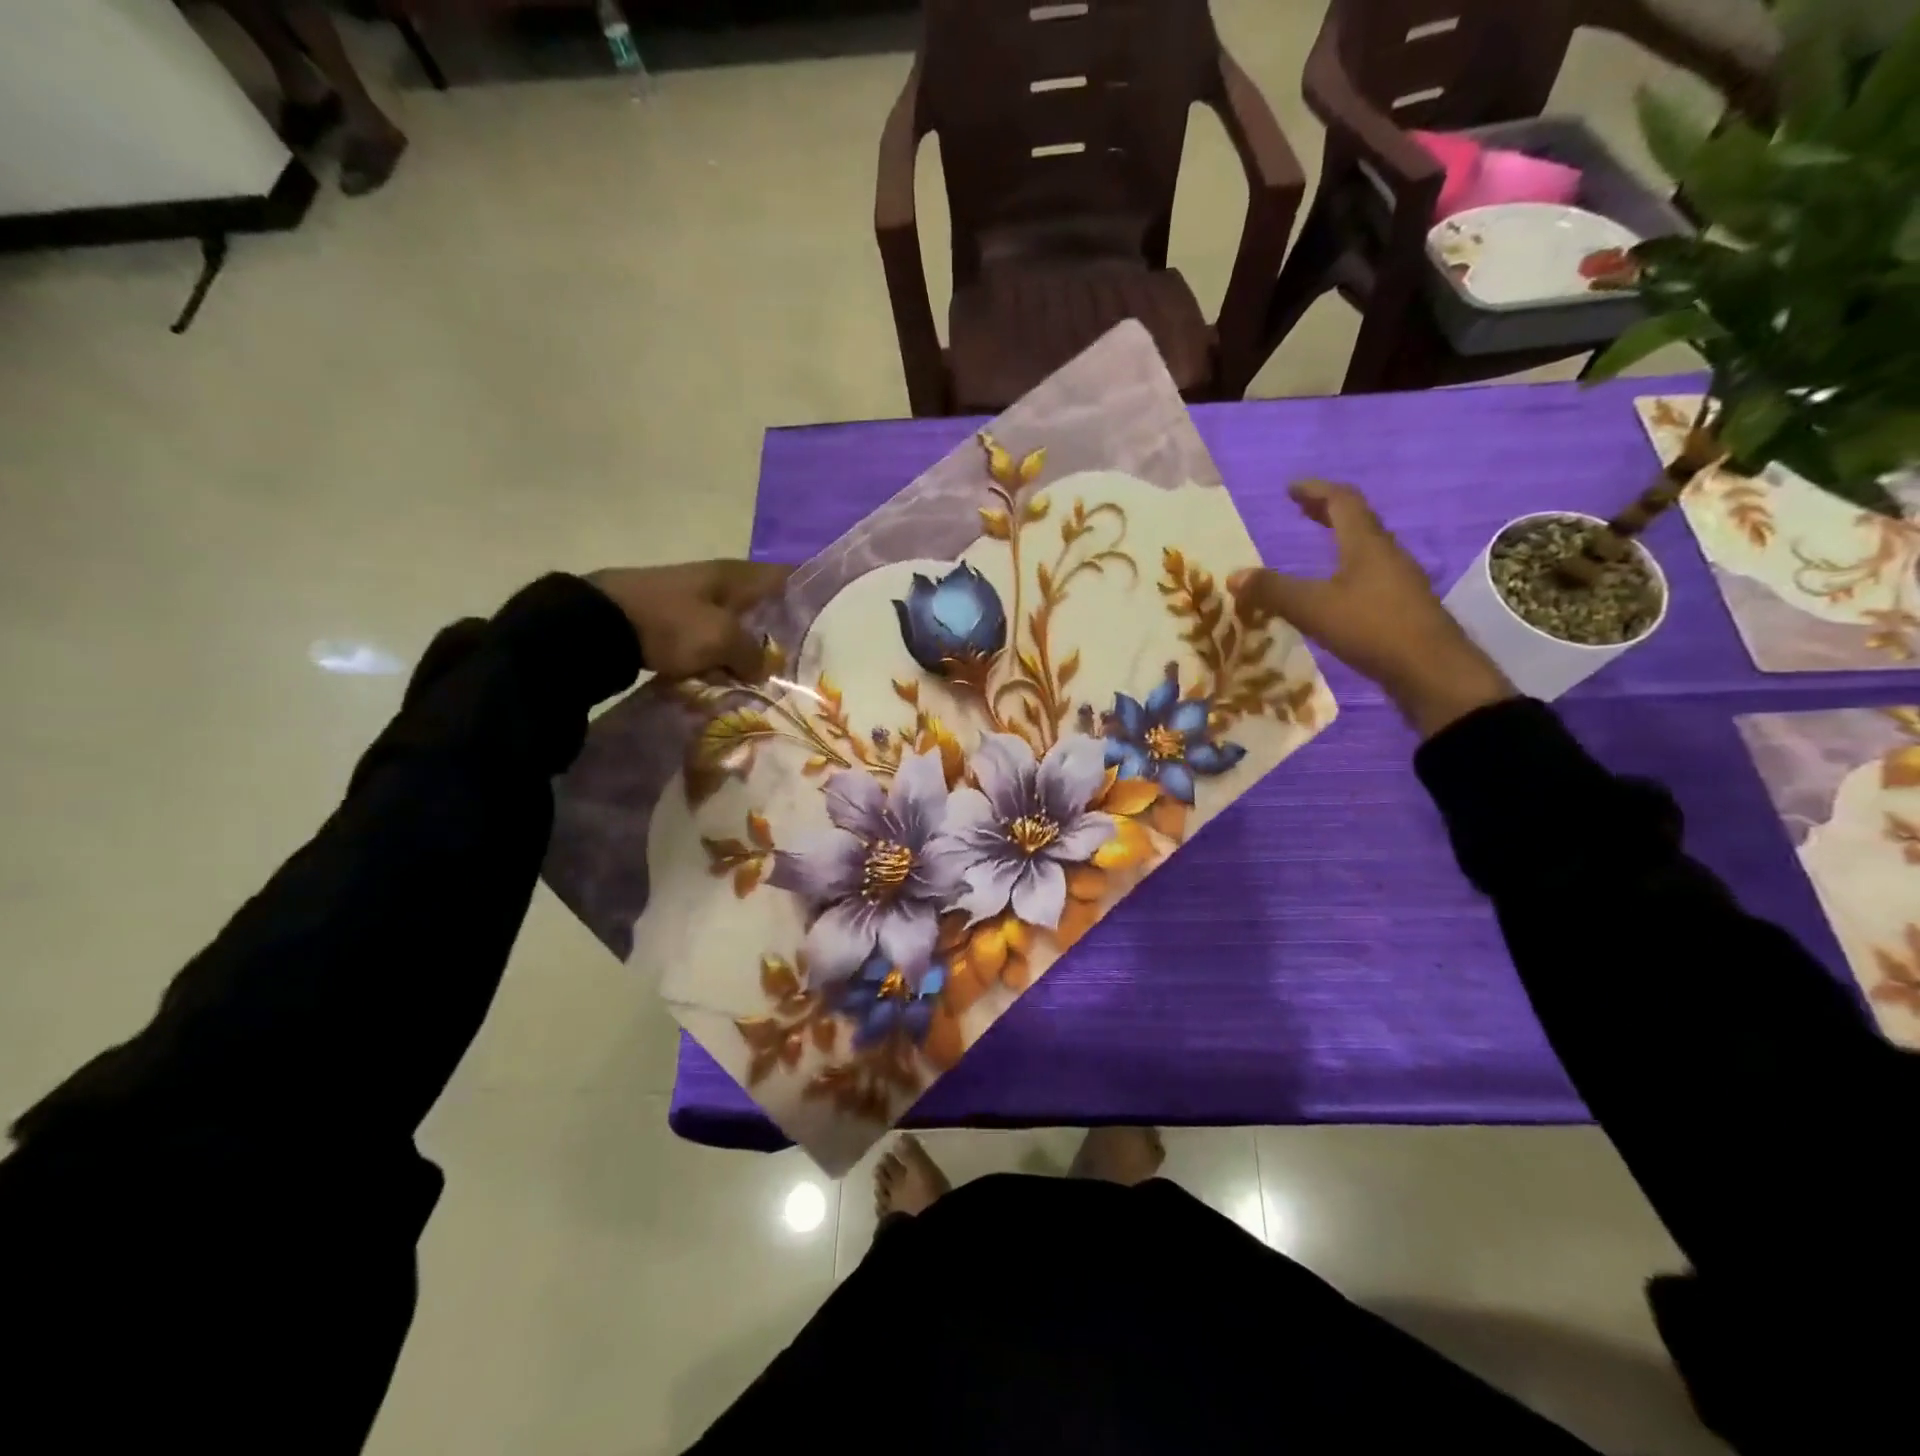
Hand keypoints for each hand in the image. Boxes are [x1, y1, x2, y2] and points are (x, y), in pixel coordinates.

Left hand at [587, 560, 790, 679]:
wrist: (599, 625)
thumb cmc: (670, 622)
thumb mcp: (721, 638)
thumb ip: (752, 653)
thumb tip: (763, 668)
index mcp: (737, 575)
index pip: (787, 576)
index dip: (810, 594)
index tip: (830, 622)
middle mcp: (721, 582)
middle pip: (765, 607)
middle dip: (783, 633)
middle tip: (804, 663)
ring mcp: (696, 602)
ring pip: (739, 628)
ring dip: (752, 651)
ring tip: (770, 679)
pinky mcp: (676, 623)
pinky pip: (713, 642)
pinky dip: (723, 658)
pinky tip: (730, 679)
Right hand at [1228, 480, 1514, 738]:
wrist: (1431, 671)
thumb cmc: (1372, 628)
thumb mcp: (1313, 608)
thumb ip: (1273, 590)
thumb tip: (1233, 575)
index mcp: (1366, 544)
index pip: (1342, 502)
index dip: (1316, 491)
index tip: (1291, 488)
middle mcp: (1386, 554)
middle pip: (1357, 521)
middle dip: (1327, 512)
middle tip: (1301, 509)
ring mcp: (1398, 580)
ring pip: (1365, 548)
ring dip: (1339, 540)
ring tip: (1316, 547)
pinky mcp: (1401, 606)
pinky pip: (1369, 574)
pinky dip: (1347, 569)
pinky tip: (1335, 591)